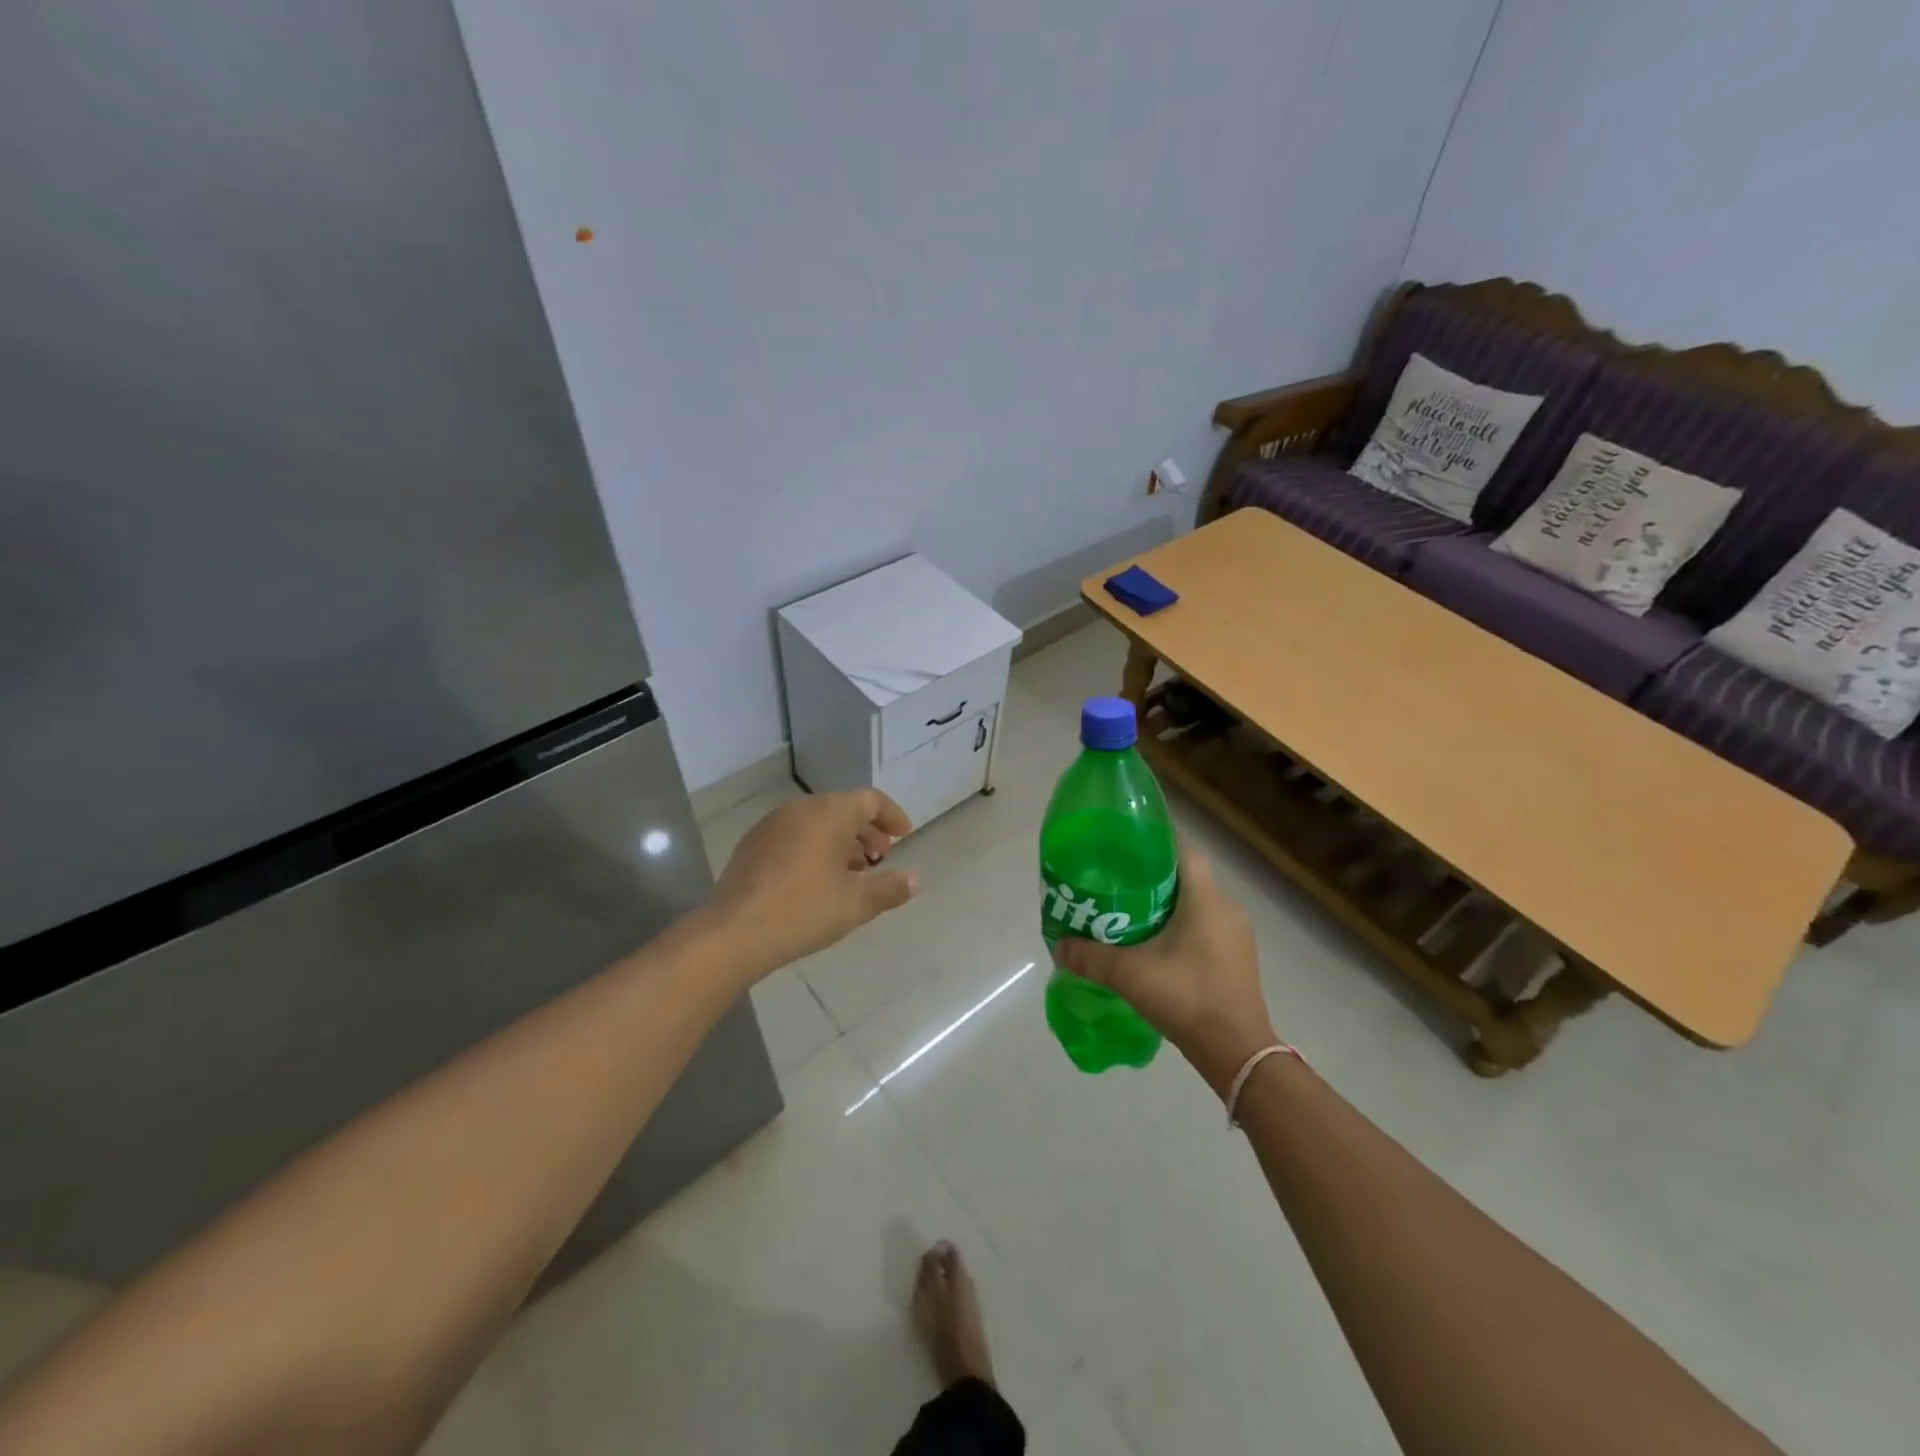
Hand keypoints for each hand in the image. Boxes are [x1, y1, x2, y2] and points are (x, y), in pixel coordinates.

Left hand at [711, 790, 917, 976]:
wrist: (734, 931)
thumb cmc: (804, 910)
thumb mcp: (857, 903)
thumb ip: (891, 888)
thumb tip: (915, 879)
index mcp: (830, 813)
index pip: (871, 800)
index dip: (892, 816)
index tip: (904, 837)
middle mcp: (801, 808)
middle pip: (843, 809)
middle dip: (866, 832)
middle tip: (879, 860)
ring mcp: (772, 824)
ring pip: (817, 823)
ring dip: (839, 842)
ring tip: (849, 875)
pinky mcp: (753, 843)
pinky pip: (794, 835)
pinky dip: (813, 848)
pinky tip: (815, 881)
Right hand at [1055, 845, 1276, 1096]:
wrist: (1237, 1052)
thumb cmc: (1187, 998)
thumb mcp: (1129, 975)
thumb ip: (1090, 957)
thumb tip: (1058, 946)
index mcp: (1206, 899)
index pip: (1184, 849)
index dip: (1155, 841)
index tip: (1124, 846)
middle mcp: (1227, 908)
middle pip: (1187, 876)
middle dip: (1152, 876)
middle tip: (1116, 883)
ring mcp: (1236, 936)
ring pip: (1197, 904)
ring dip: (1166, 905)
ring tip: (1128, 914)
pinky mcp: (1236, 959)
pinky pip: (1205, 928)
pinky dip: (1180, 928)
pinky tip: (1155, 947)